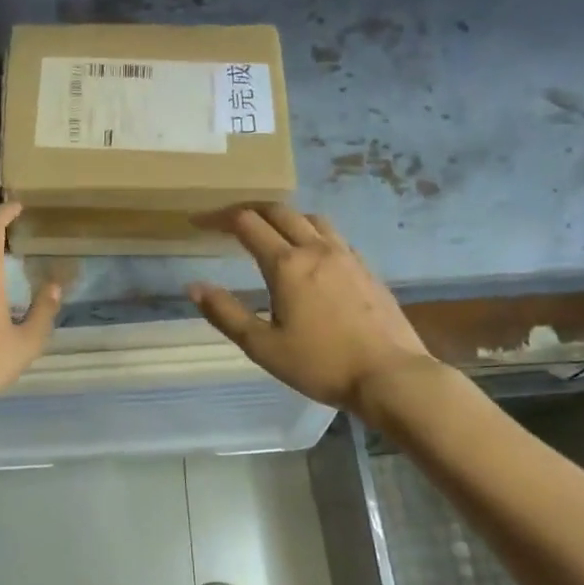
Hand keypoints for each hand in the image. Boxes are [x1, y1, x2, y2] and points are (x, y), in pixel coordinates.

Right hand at [188, 203, 437, 413]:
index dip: (218, 218)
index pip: (246, 223)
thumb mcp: (263, 346)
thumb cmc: (320, 364)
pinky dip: (311, 234)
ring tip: (270, 233)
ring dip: (284, 218)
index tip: (198, 222)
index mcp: (286, 264)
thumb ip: (226, 313)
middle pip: (279, 211)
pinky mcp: (366, 269)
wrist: (390, 375)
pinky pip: (334, 236)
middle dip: (249, 210)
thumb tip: (193, 287)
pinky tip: (310, 256)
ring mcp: (346, 256)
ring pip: (311, 219)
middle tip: (228, 221)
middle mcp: (316, 249)